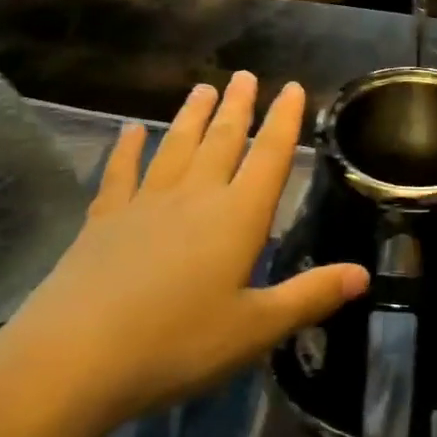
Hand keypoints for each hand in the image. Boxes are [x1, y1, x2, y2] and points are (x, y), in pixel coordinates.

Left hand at [0, 73, 368, 436]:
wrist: (72, 360)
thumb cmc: (176, 345)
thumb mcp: (255, 330)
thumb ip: (310, 297)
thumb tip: (363, 273)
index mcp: (237, 218)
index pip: (270, 157)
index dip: (285, 121)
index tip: (292, 87)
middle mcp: (195, 198)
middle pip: (223, 141)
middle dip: (238, 107)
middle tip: (245, 75)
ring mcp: (144, 205)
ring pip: (176, 147)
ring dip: (192, 117)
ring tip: (203, 88)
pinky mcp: (103, 221)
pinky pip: (120, 174)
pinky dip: (127, 149)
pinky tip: (130, 130)